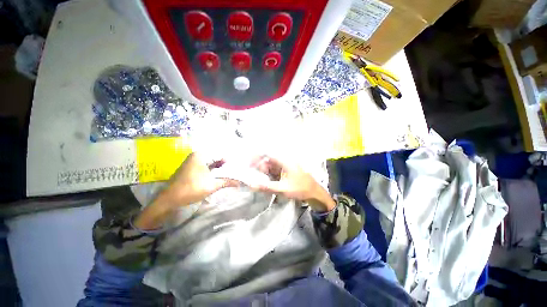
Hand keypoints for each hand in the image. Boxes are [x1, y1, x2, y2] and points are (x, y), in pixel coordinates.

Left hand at [163, 153, 237, 205]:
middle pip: (215, 159)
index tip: (237, 165)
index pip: (220, 154)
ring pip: (210, 164)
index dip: (229, 160)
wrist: (169, 200)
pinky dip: (212, 171)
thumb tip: (239, 183)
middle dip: (225, 165)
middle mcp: (196, 156)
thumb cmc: (191, 189)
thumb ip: (227, 182)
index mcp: (200, 155)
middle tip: (235, 169)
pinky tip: (219, 176)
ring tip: (230, 173)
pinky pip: (205, 167)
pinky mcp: (190, 169)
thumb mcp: (212, 185)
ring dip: (219, 169)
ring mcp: (192, 163)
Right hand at [250, 156, 334, 211]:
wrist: (314, 193)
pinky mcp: (285, 172)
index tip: (249, 164)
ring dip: (264, 172)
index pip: (267, 154)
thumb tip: (252, 185)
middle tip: (253, 177)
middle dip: (259, 167)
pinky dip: (268, 175)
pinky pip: (274, 171)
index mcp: (284, 161)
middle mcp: (283, 161)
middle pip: (267, 161)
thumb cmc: (300, 189)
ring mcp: (285, 167)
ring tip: (259, 181)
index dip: (257, 157)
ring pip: (270, 166)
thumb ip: (267, 187)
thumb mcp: (283, 189)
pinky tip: (265, 182)